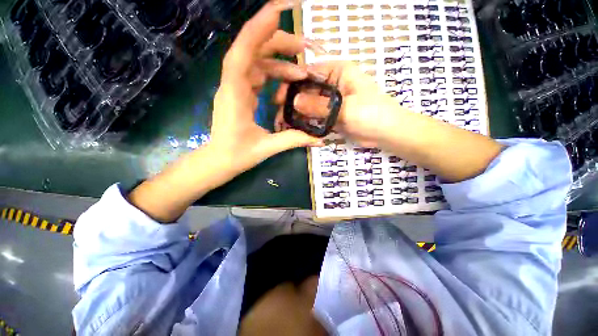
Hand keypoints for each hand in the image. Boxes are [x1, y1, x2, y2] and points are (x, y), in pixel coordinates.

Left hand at [128, 1, 326, 222]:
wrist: (219, 161)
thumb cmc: (237, 155)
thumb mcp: (267, 148)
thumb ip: (294, 140)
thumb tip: (320, 140)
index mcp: (235, 95)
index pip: (242, 53)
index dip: (258, 29)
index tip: (278, 11)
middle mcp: (233, 85)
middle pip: (252, 51)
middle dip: (279, 44)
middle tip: (306, 48)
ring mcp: (236, 88)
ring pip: (257, 62)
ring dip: (280, 62)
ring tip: (303, 72)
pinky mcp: (241, 93)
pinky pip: (258, 74)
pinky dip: (275, 74)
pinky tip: (290, 81)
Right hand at [276, 61, 502, 182]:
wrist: (386, 133)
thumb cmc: (372, 114)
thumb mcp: (346, 108)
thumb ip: (320, 105)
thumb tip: (295, 101)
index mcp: (337, 72)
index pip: (309, 71)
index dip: (292, 82)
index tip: (279, 97)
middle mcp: (331, 84)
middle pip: (306, 89)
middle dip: (292, 101)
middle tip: (279, 114)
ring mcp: (330, 101)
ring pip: (309, 104)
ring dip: (297, 113)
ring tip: (283, 123)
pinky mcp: (330, 116)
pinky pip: (314, 116)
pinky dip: (305, 122)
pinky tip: (295, 128)